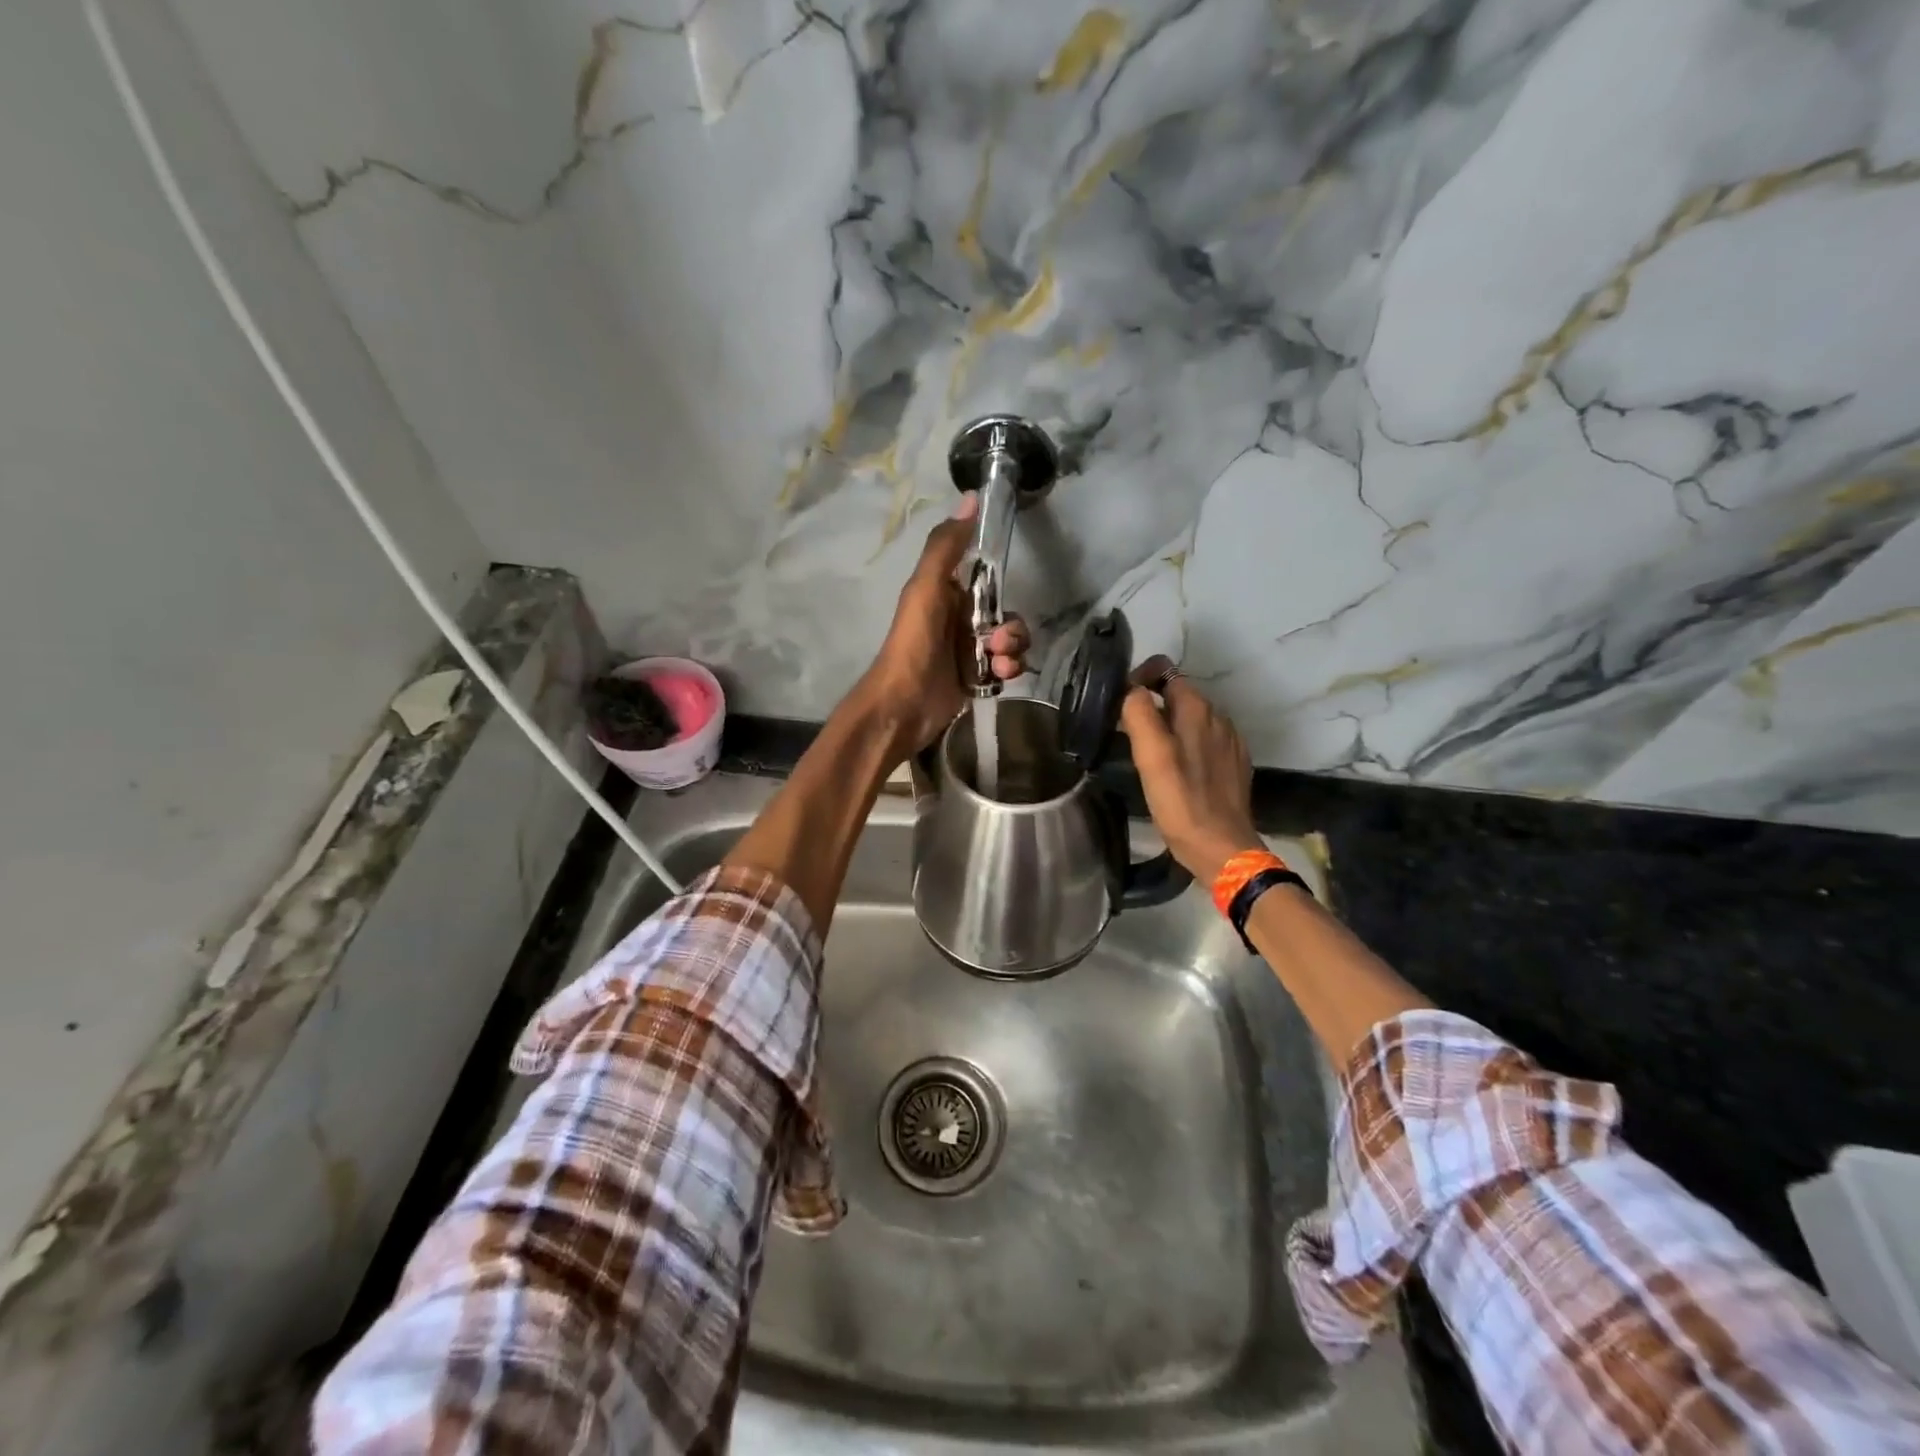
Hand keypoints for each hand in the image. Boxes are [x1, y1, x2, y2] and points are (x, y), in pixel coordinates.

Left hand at [855, 492, 1029, 757]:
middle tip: (997, 642)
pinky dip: (1008, 672)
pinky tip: (999, 679)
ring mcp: (969, 652)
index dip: (1001, 585)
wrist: (904, 706)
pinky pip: (1007, 668)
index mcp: (947, 594)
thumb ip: (946, 546)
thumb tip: (972, 497)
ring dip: (1013, 651)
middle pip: (1006, 615)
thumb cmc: (914, 643)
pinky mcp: (977, 679)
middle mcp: (959, 620)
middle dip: (1011, 629)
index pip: (989, 580)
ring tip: (998, 664)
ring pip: (1010, 643)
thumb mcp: (926, 588)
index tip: (1005, 593)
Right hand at [1119, 657, 1263, 882]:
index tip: (1120, 705)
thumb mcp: (1151, 755)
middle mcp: (1218, 717)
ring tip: (1149, 755)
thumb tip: (1130, 690)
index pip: (1165, 670)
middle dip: (1152, 705)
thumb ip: (1139, 714)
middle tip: (1129, 735)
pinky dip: (1186, 746)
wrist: (1222, 848)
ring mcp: (1229, 741)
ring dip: (1168, 726)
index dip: (1139, 679)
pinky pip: (1204, 741)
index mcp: (1197, 709)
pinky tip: (1175, 771)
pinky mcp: (1233, 764)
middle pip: (1178, 694)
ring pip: (1191, 719)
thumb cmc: (1181, 801)